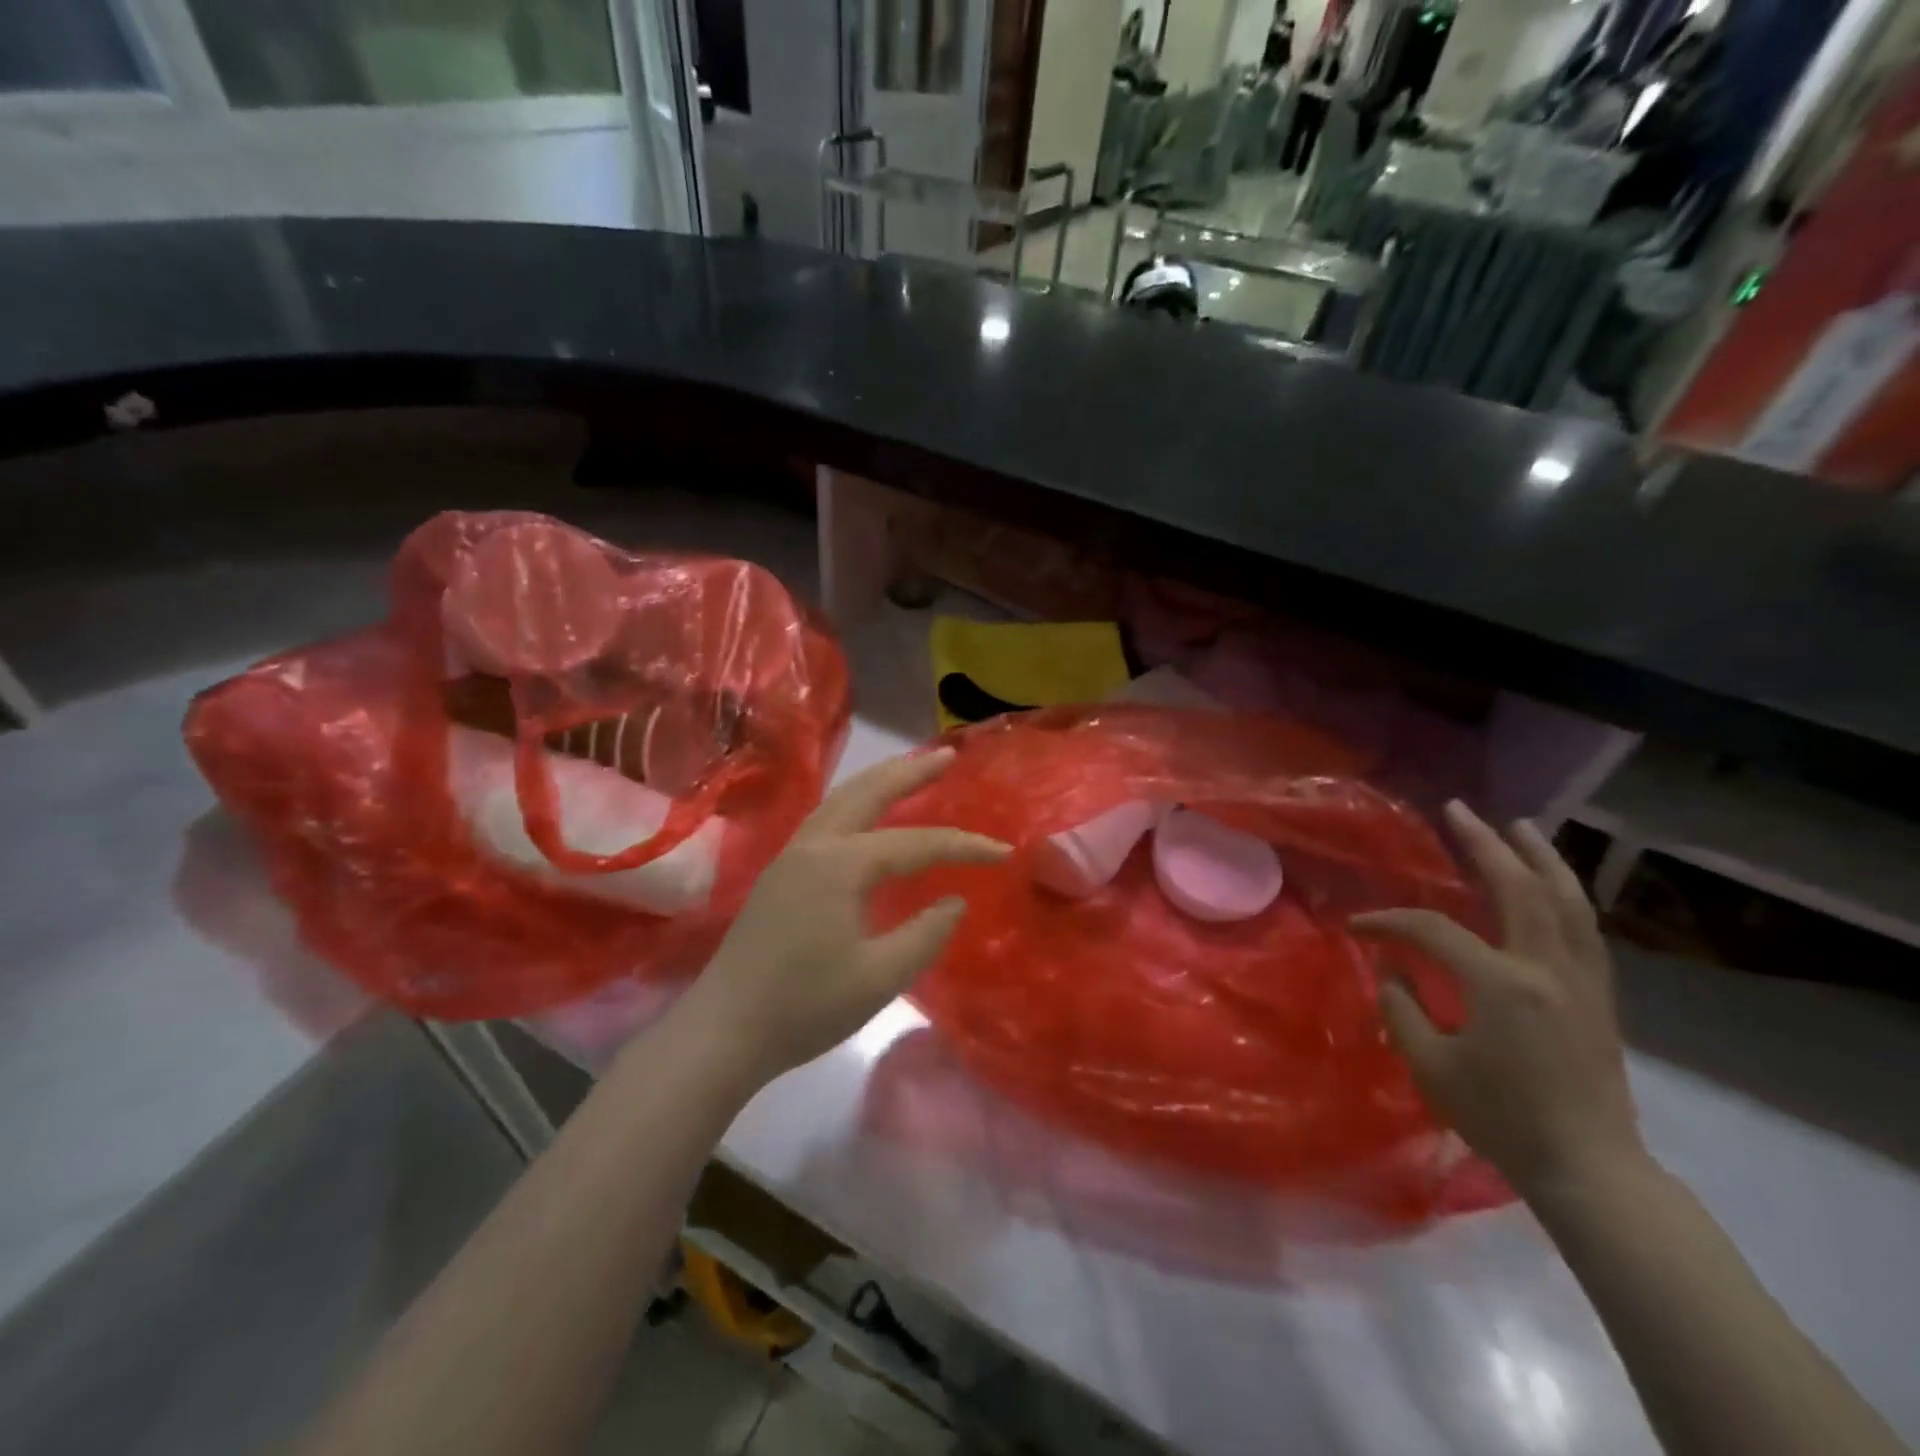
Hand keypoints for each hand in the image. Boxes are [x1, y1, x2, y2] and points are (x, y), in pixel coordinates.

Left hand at [676, 747, 1008, 1084]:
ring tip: (911, 771)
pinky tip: (868, 816)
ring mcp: (790, 856)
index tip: (1003, 852)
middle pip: (868, 792)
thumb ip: (925, 935)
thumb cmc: (805, 1007)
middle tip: (949, 754)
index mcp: (840, 865)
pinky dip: (856, 803)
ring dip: (879, 780)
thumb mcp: (879, 977)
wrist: (724, 1031)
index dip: (963, 846)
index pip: (916, 843)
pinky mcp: (779, 874)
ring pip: (841, 800)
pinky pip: (826, 819)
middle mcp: (814, 845)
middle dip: (911, 771)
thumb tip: (954, 901)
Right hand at [1352, 801, 1645, 1200]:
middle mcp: (1547, 967)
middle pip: (1517, 887)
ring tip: (1519, 825)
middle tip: (1458, 810)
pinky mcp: (1600, 994)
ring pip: (1566, 899)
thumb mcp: (1430, 1065)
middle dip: (1484, 845)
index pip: (1432, 930)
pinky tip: (1550, 881)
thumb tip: (1390, 966)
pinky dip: (1565, 892)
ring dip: (1540, 857)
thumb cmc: (1501, 1119)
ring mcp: (1581, 979)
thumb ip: (1401, 1006)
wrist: (1588, 1167)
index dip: (1388, 921)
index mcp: (1501, 984)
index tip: (1357, 927)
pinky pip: (1583, 926)